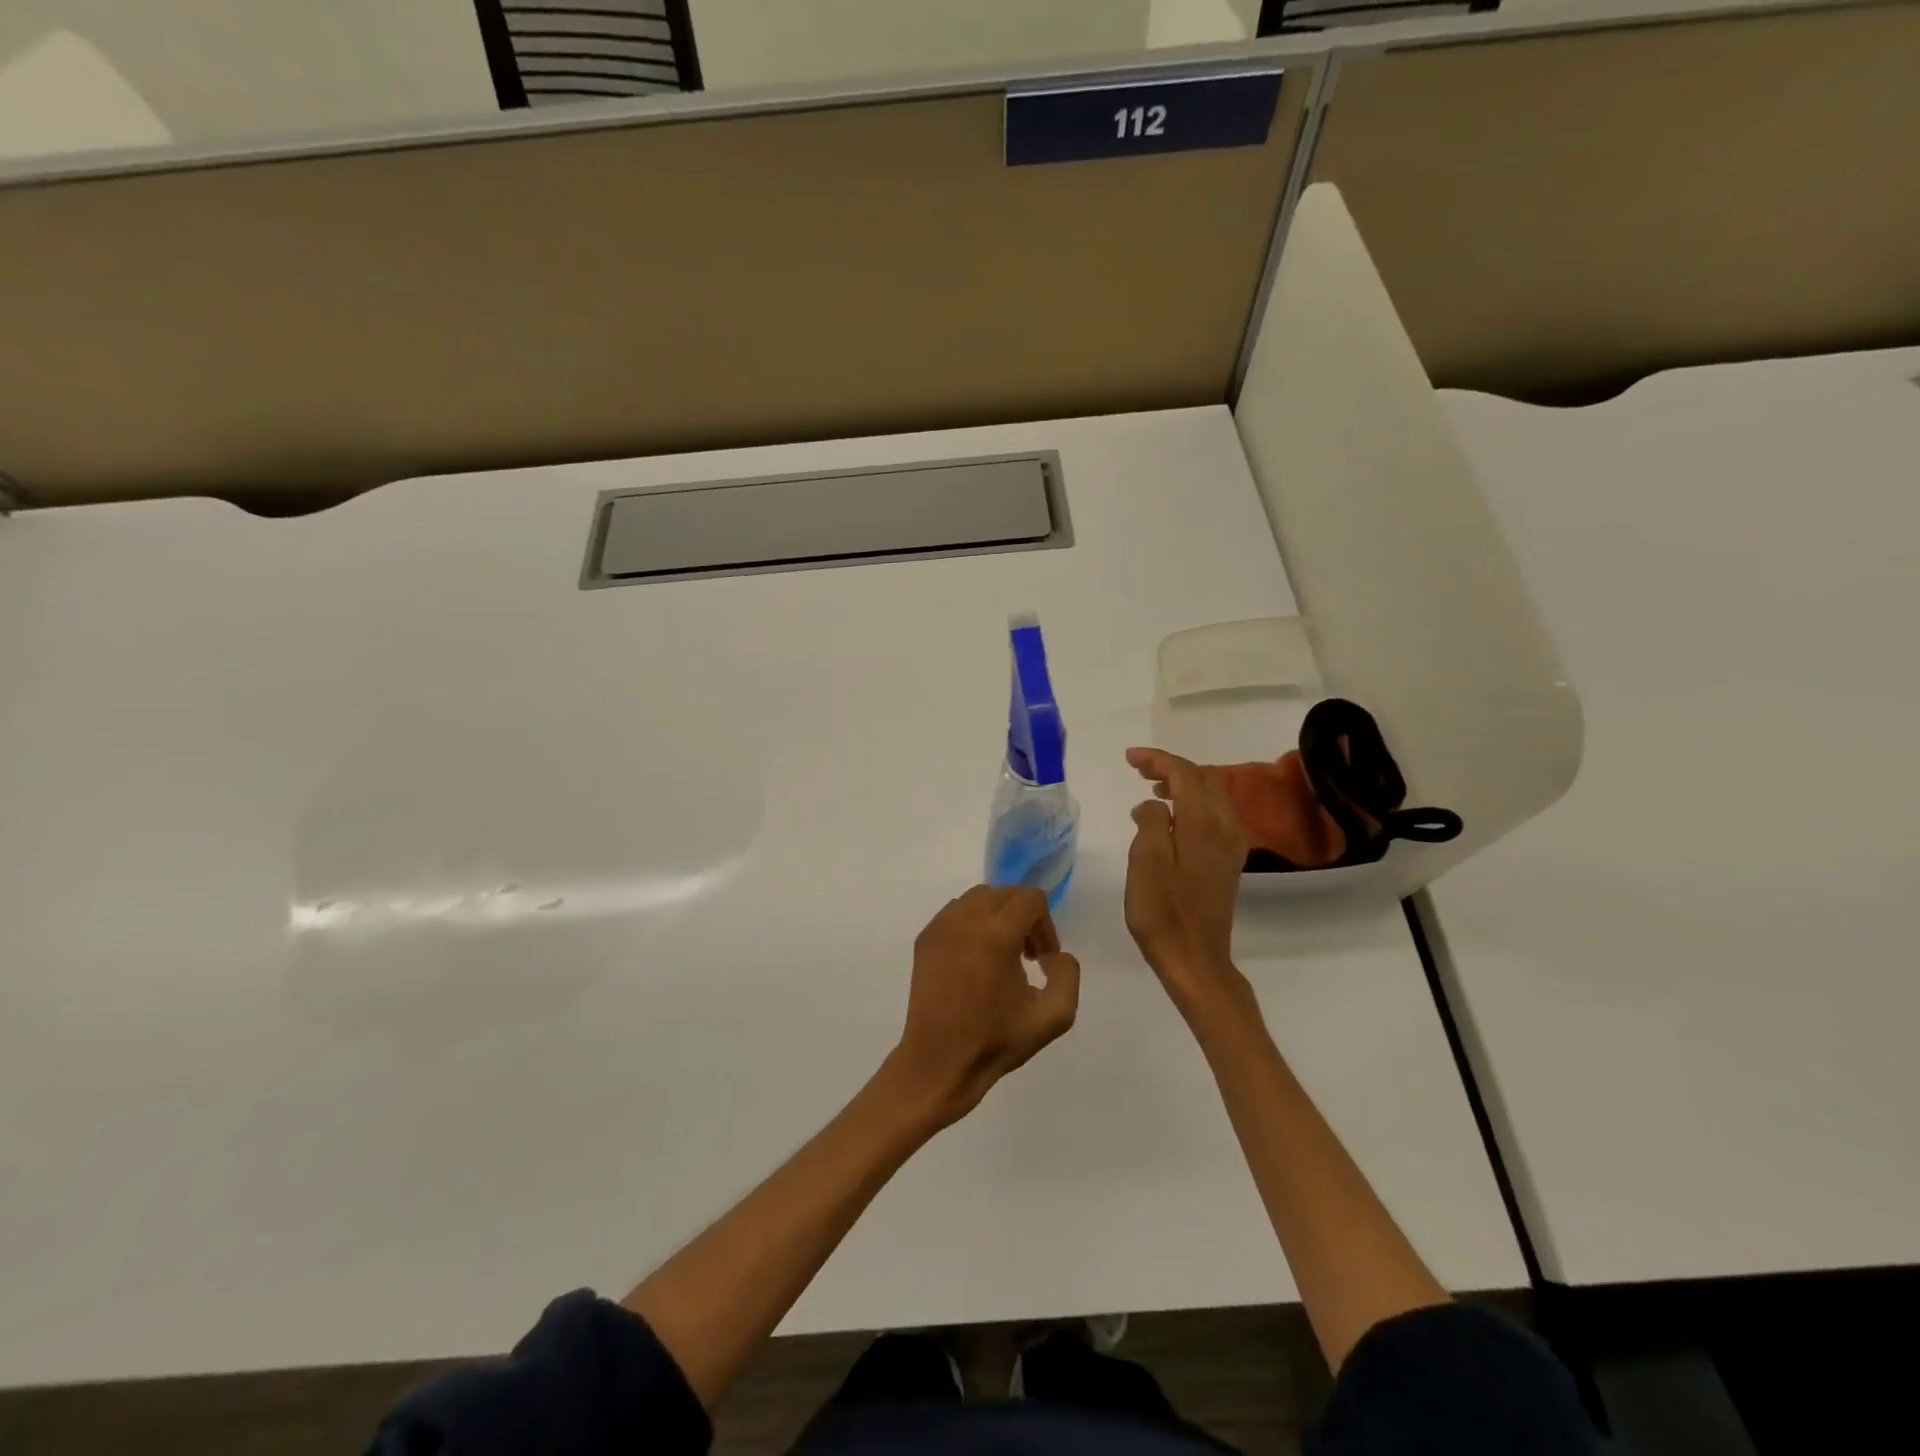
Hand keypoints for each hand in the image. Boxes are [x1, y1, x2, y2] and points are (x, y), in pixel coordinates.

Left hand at [889, 886, 1079, 1127]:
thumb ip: (1068, 974)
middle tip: (1027, 956)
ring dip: (997, 916)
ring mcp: (940, 927)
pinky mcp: (924, 938)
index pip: (1030, 898)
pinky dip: (971, 923)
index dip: (1045, 924)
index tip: (1043, 958)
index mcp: (997, 934)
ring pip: (978, 898)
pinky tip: (974, 959)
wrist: (939, 1062)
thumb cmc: (996, 1041)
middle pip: (1005, 893)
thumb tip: (1054, 954)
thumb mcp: (1054, 1016)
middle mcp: (965, 920)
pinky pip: (955, 912)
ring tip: (1000, 955)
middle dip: (1023, 917)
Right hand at [1124, 747, 1254, 1017]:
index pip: (1185, 774)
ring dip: (1183, 784)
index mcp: (1203, 824)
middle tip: (1138, 769)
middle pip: (1203, 779)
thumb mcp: (1146, 862)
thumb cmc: (1163, 912)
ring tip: (1152, 789)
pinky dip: (1193, 804)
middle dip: (1171, 767)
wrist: (1196, 960)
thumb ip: (1150, 822)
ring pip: (1212, 796)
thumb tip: (1153, 804)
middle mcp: (1224, 827)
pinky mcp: (1228, 862)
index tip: (1129, 758)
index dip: (1157, 760)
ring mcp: (1230, 846)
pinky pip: (1215, 815)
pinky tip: (1172, 817)